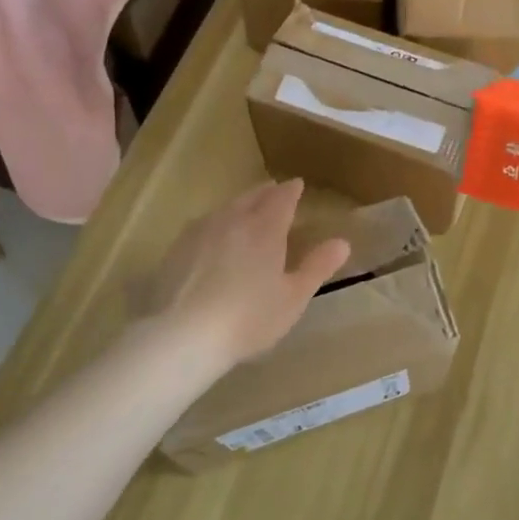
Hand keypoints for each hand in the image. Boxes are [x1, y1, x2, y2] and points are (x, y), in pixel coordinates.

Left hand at [139, 179, 350, 368]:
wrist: (181, 335)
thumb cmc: (248, 318)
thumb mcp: (293, 298)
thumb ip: (317, 267)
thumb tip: (342, 242)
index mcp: (265, 228)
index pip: (282, 199)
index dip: (291, 191)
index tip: (297, 185)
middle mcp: (232, 220)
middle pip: (252, 197)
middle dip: (266, 192)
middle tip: (274, 191)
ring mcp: (200, 231)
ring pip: (226, 208)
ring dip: (240, 204)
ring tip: (246, 209)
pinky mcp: (176, 248)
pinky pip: (203, 224)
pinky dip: (217, 222)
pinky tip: (213, 235)